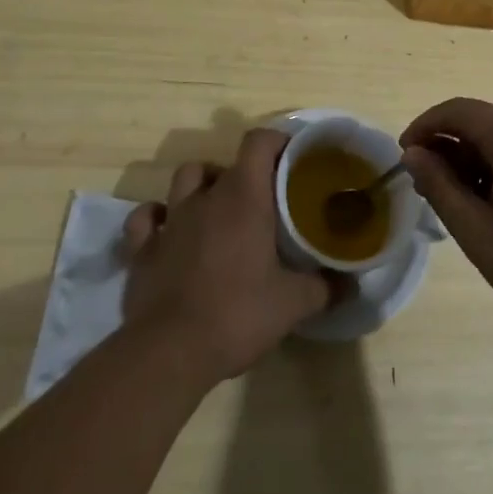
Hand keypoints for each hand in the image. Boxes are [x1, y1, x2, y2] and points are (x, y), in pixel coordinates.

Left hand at [120, 129, 333, 383]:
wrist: (170, 351)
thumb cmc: (237, 314)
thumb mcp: (293, 304)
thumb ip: (325, 287)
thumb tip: (350, 283)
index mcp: (244, 196)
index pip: (258, 142)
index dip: (276, 141)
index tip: (292, 158)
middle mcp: (205, 197)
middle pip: (225, 163)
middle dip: (244, 174)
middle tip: (262, 200)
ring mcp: (171, 219)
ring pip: (185, 178)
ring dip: (202, 184)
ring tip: (217, 208)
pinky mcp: (142, 248)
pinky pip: (146, 217)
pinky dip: (156, 216)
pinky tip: (167, 230)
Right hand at [401, 98, 492, 353]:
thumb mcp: (479, 233)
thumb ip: (440, 187)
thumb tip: (414, 154)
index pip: (457, 111)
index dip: (424, 128)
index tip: (403, 159)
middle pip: (482, 123)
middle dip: (449, 150)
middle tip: (428, 191)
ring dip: (475, 162)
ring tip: (459, 206)